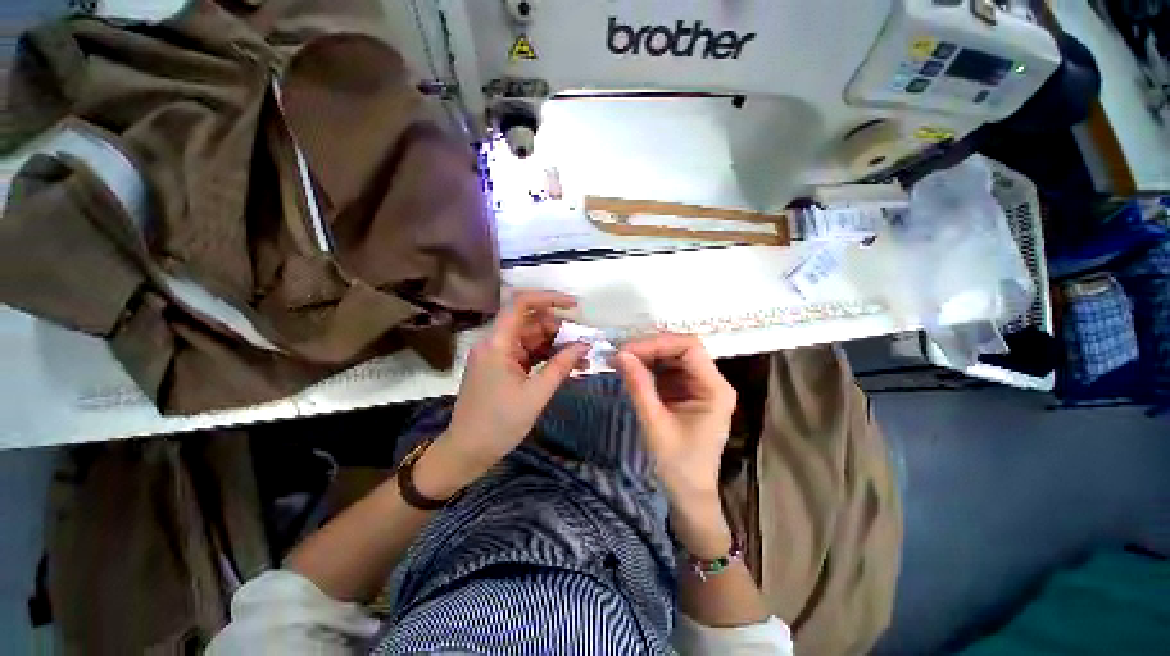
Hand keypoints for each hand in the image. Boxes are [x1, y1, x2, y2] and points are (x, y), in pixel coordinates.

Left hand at [416, 290, 588, 498]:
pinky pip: (528, 353)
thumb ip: (561, 366)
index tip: (575, 306)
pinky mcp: (502, 366)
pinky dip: (547, 357)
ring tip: (582, 359)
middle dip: (560, 330)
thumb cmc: (499, 424)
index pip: (520, 304)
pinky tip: (567, 365)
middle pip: (531, 322)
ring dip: (557, 345)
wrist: (468, 451)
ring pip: (532, 338)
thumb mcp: (536, 394)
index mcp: (497, 343)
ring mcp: (498, 354)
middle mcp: (495, 342)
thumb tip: (584, 346)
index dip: (549, 298)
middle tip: (585, 345)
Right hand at [615, 334, 736, 556]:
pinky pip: (668, 372)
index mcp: (715, 389)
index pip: (690, 348)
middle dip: (650, 349)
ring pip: (673, 358)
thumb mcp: (655, 424)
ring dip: (647, 358)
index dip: (658, 343)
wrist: (689, 495)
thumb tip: (620, 354)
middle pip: (681, 350)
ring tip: (621, 362)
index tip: (628, 351)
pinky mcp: (688, 393)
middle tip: (620, 355)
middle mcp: (712, 382)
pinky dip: (649, 369)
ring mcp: (700, 387)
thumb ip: (639, 386)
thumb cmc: (678, 465)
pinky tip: (632, 372)